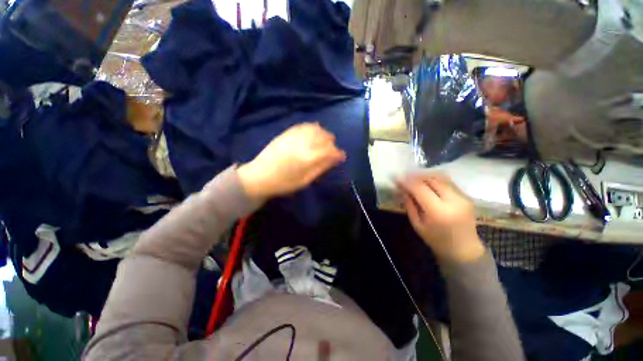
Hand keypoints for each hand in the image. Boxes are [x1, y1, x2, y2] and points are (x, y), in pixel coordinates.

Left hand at [237, 123, 345, 199]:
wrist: (259, 176)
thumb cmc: (284, 183)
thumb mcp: (305, 180)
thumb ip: (321, 167)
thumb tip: (336, 159)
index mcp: (308, 158)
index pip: (330, 150)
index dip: (339, 153)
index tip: (342, 157)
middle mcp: (303, 143)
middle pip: (325, 137)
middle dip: (332, 144)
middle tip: (332, 152)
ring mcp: (294, 136)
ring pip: (316, 129)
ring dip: (324, 134)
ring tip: (325, 142)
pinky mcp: (287, 132)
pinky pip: (304, 125)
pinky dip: (313, 127)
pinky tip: (315, 132)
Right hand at [397, 174, 484, 263]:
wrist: (464, 250)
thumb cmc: (437, 241)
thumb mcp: (418, 225)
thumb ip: (410, 205)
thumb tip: (402, 190)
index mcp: (439, 212)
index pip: (420, 189)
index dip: (407, 182)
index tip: (397, 178)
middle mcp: (453, 201)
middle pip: (431, 179)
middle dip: (416, 176)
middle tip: (404, 177)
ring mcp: (462, 197)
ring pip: (441, 178)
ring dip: (425, 176)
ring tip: (414, 178)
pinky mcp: (466, 196)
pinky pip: (448, 183)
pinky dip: (435, 180)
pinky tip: (426, 182)